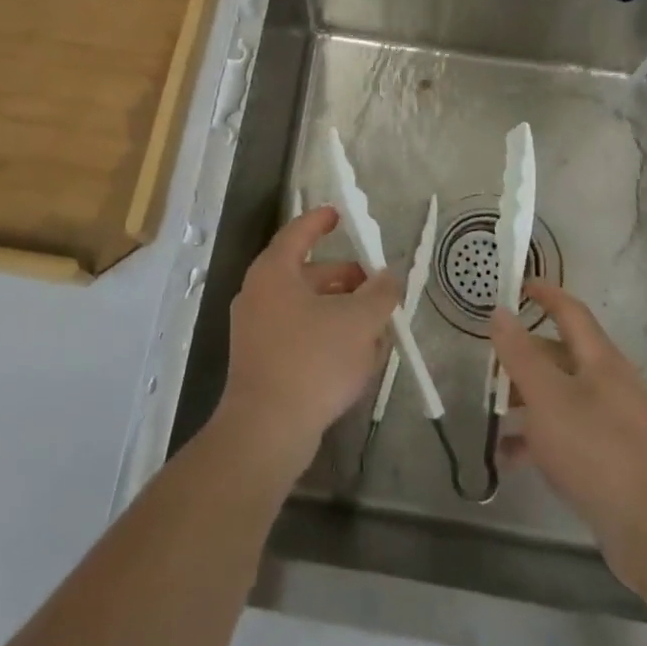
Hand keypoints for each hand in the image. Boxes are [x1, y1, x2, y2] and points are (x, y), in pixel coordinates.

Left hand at [214, 205, 401, 482]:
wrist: (266, 431)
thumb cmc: (312, 361)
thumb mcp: (359, 321)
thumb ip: (380, 293)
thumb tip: (390, 276)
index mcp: (275, 272)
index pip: (298, 233)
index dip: (320, 221)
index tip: (340, 214)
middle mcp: (259, 294)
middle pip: (307, 273)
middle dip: (345, 278)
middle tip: (376, 287)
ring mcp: (256, 330)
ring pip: (306, 307)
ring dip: (340, 311)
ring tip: (375, 327)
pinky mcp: (261, 362)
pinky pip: (299, 335)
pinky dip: (325, 336)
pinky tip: (354, 358)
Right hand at [491, 280, 646, 589]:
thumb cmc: (595, 449)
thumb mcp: (546, 397)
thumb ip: (519, 354)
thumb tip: (500, 313)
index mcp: (600, 360)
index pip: (571, 312)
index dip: (546, 294)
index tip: (519, 286)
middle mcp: (610, 384)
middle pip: (563, 356)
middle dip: (526, 357)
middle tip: (492, 363)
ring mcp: (613, 423)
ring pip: (562, 397)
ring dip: (528, 401)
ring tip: (494, 414)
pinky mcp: (610, 459)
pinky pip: (567, 435)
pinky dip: (539, 440)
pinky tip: (510, 459)